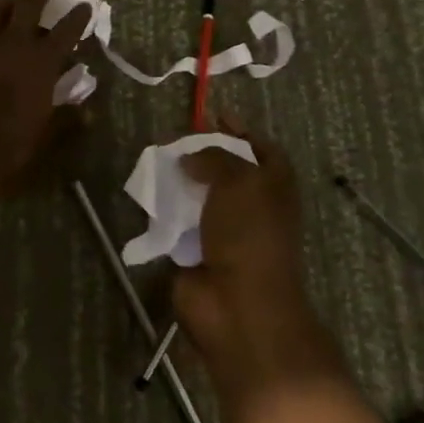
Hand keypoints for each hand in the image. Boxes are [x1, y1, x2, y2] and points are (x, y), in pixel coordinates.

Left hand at [0, 0, 93, 183]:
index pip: (66, 31)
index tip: (84, 6)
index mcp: (42, 61)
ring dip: (3, 4)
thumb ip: (67, 119)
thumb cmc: (11, 143)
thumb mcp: (46, 135)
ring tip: (7, 2)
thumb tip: (88, 113)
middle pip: (27, 7)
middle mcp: (13, 44)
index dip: (77, 17)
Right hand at [172, 122, 335, 394]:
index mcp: (275, 186)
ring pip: (200, 196)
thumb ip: (212, 157)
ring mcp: (226, 232)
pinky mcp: (199, 252)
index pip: (262, 148)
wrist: (238, 306)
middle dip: (202, 155)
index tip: (213, 116)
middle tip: (174, 140)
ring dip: (180, 182)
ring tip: (155, 164)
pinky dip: (166, 212)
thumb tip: (188, 158)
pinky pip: (180, 223)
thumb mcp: (237, 180)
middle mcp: (253, 206)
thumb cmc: (249, 235)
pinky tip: (148, 197)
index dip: (241, 131)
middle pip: (227, 170)